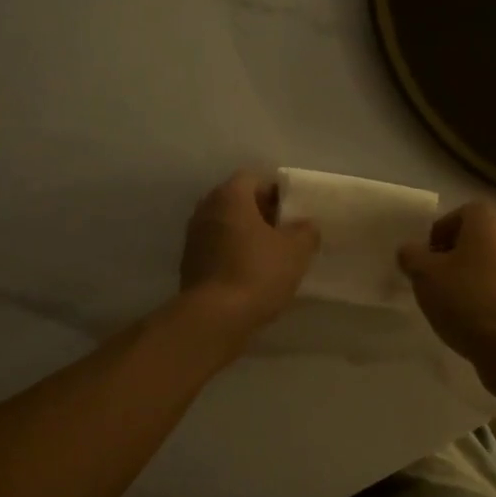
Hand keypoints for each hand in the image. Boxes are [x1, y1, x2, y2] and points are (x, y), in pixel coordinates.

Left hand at [179, 170, 319, 334]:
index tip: (293, 212)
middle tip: (286, 232)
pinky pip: (217, 248)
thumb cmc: (257, 272)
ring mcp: (194, 236)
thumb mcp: (295, 250)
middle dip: (262, 213)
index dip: (276, 191)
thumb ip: (305, 231)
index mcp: (230, 196)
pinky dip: (233, 254)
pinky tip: (252, 275)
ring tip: (272, 256)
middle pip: (238, 201)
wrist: (214, 318)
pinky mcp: (189, 263)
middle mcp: (206, 208)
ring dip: (247, 235)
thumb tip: (306, 225)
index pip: (253, 179)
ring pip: (226, 226)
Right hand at [399, 203, 495, 393]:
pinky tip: (467, 320)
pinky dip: (483, 298)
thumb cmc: (466, 299)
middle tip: (432, 277)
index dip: (441, 229)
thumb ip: (411, 256)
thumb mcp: (424, 274)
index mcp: (488, 226)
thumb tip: (410, 251)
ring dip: (467, 277)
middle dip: (452, 255)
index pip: (463, 212)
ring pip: (488, 265)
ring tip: (447, 301)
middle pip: (476, 239)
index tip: (426, 255)